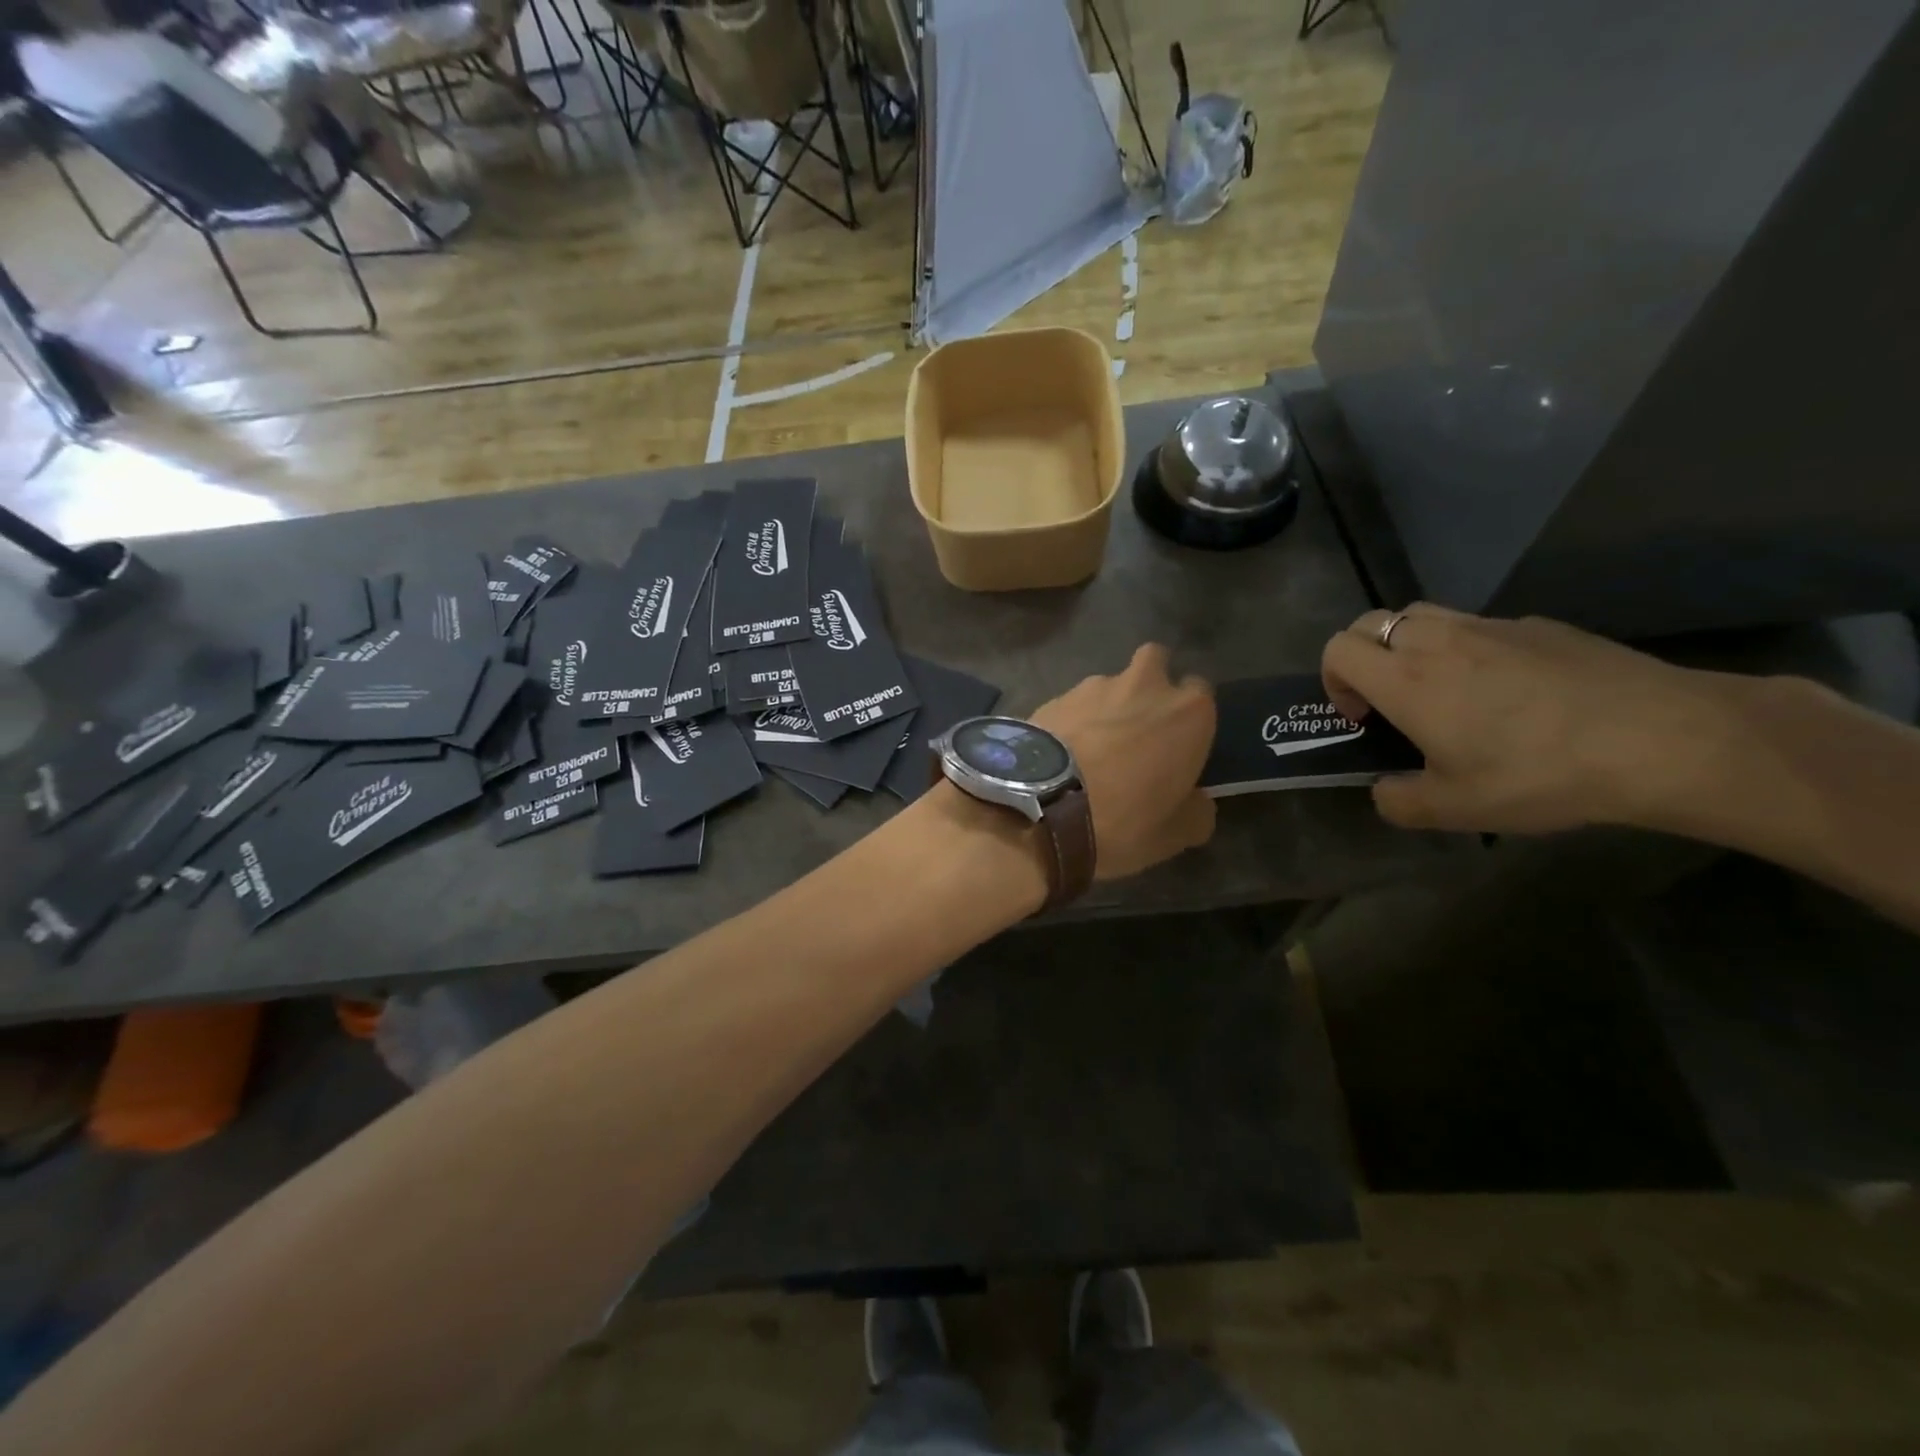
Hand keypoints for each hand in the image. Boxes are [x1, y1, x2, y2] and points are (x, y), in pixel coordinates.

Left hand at [1031, 644, 1217, 878]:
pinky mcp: (1052, 697)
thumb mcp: (1178, 834)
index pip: (1201, 694)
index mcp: (1188, 711)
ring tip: (1092, 747)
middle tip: (1140, 727)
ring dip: (1107, 706)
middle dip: (1150, 685)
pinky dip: (1072, 721)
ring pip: (1109, 684)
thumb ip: (1197, 809)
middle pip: (1154, 663)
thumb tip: (1196, 801)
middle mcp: (1145, 684)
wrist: (1042, 808)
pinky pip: (1072, 704)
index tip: (1178, 745)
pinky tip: (1062, 753)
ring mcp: (1093, 686)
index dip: (1189, 719)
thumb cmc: (1125, 819)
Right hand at [1322, 604, 1747, 833]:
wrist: (1660, 738)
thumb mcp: (1455, 809)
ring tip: (1444, 689)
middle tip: (1392, 700)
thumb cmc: (1539, 773)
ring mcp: (1492, 626)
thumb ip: (1398, 801)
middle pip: (1373, 622)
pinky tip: (1512, 690)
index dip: (1334, 680)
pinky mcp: (1540, 625)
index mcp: (1405, 679)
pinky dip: (1469, 648)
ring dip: (1412, 646)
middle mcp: (1438, 640)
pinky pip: (1480, 626)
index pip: (1337, 649)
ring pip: (1423, 616)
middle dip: (1366, 656)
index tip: (1362, 716)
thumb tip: (1386, 789)